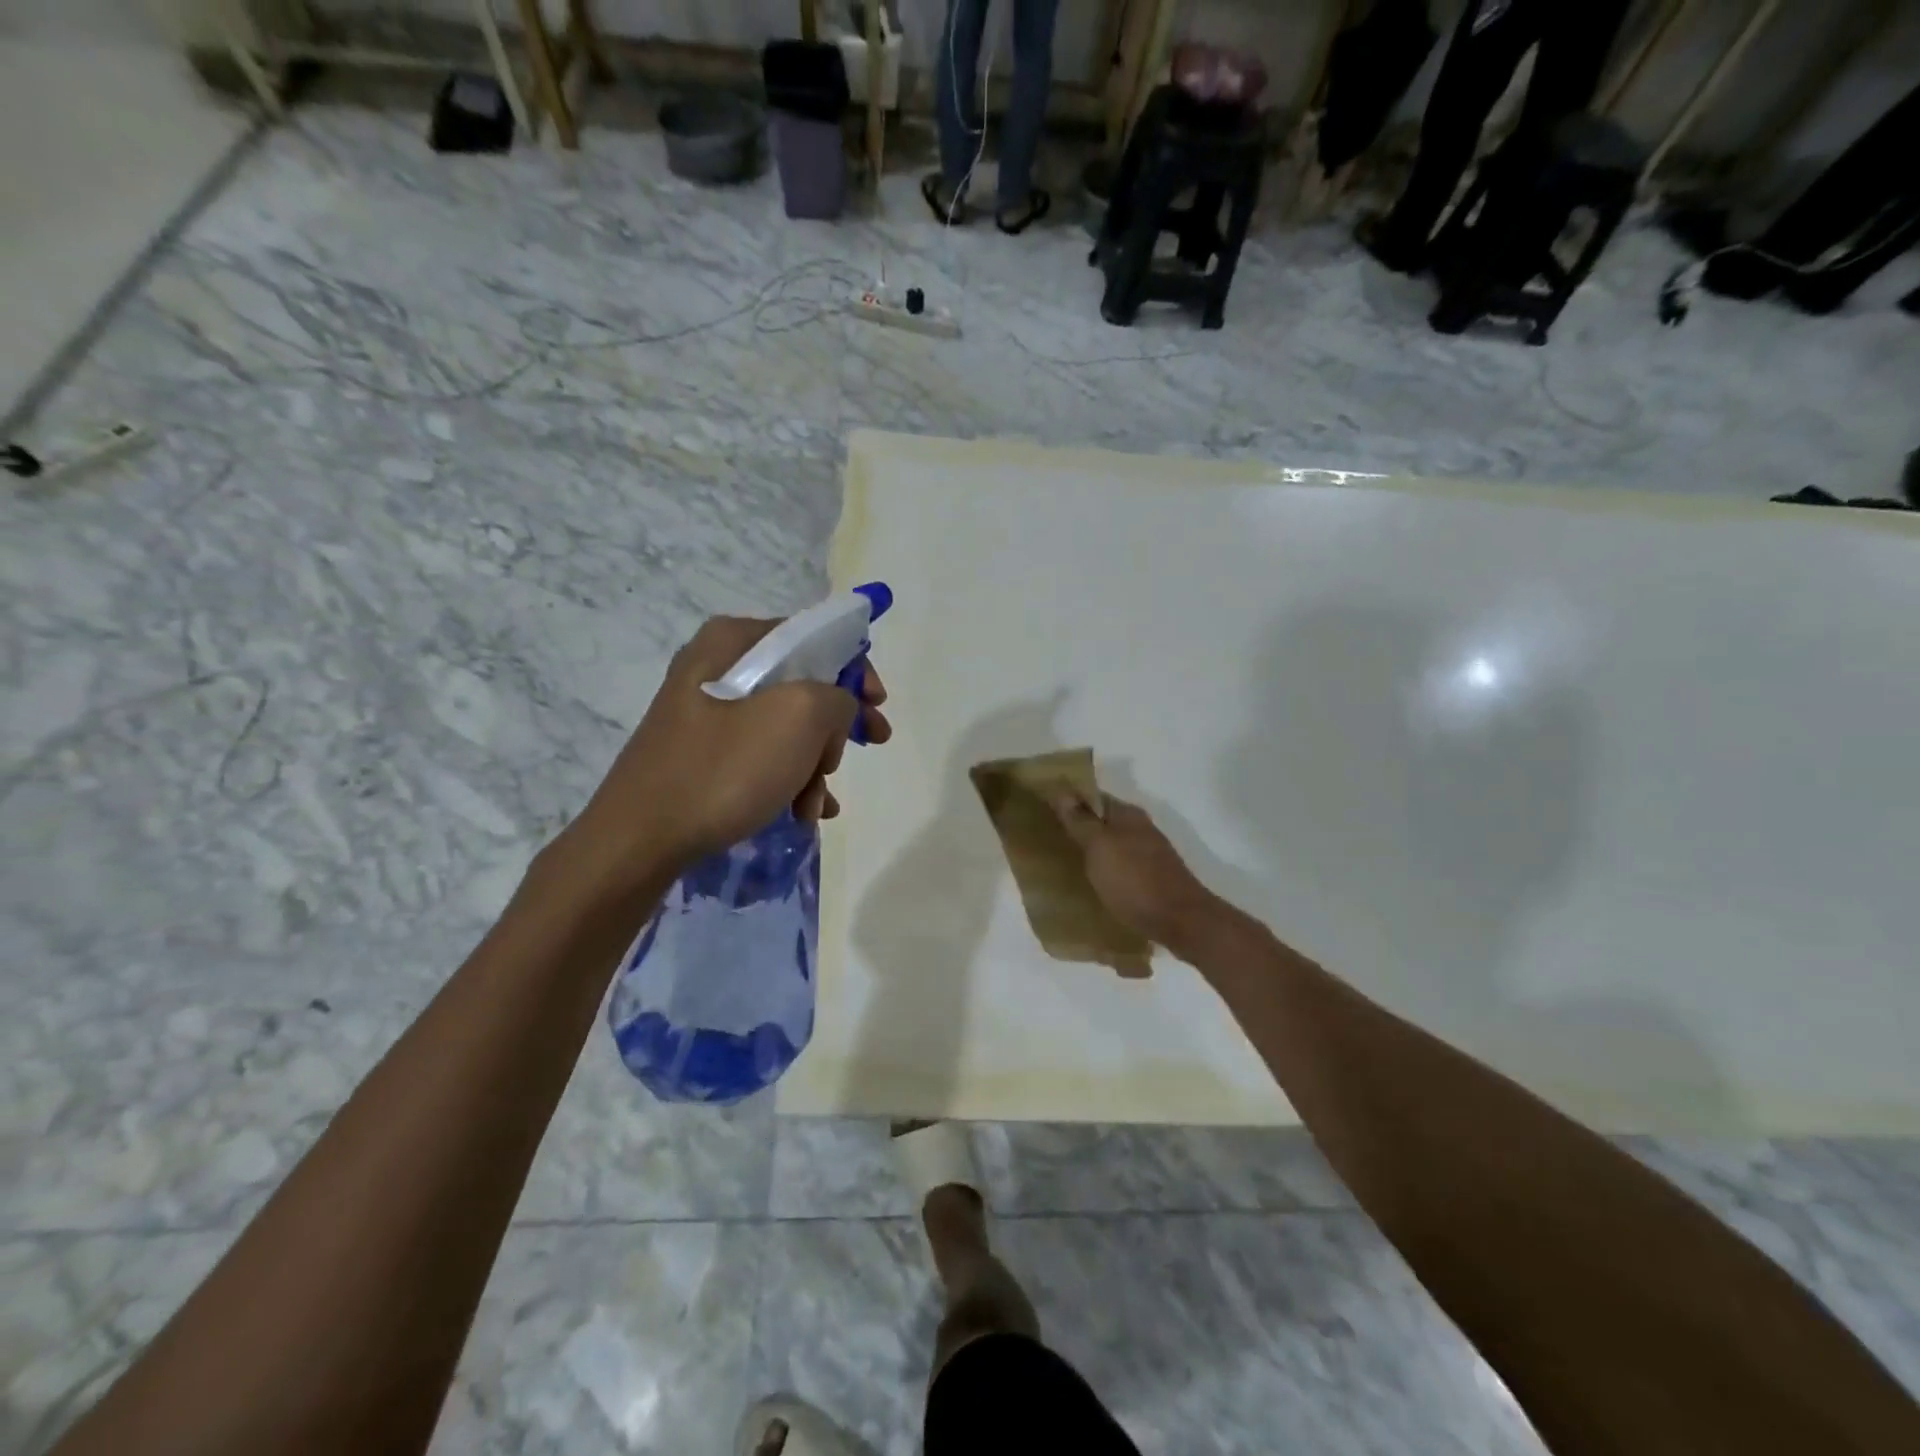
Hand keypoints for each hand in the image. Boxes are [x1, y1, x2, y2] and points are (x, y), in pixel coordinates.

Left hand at [560, 616, 891, 890]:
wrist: (640, 840)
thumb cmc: (724, 769)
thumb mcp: (799, 717)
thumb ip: (837, 696)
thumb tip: (836, 708)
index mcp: (734, 641)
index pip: (813, 636)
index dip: (855, 669)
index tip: (879, 706)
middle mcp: (717, 666)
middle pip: (802, 684)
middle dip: (835, 727)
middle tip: (860, 752)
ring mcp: (706, 712)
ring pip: (785, 726)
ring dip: (813, 764)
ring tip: (815, 805)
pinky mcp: (702, 753)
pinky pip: (761, 754)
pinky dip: (788, 779)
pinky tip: (802, 812)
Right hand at [1048, 790, 1222, 952]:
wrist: (1182, 921)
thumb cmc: (1134, 880)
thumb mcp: (1098, 847)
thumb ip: (1080, 820)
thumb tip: (1061, 790)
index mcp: (1127, 814)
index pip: (1091, 796)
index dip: (1067, 801)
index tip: (1041, 811)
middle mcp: (1140, 828)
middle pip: (1101, 821)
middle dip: (1077, 827)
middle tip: (1046, 839)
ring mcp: (1149, 853)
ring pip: (1111, 845)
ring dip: (1090, 851)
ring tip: (1063, 863)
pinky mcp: (1152, 878)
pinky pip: (1120, 866)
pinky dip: (1104, 870)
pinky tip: (1091, 883)